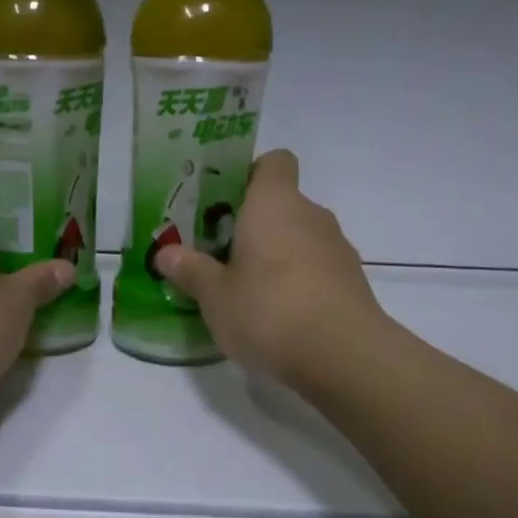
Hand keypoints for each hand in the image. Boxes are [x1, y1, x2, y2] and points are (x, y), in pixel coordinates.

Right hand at [155, 150, 387, 386]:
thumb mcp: (215, 296)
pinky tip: (279, 316)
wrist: (343, 356)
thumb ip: (191, 270)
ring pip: (300, 238)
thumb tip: (165, 253)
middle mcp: (311, 215)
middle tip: (220, 256)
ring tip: (247, 292)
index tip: (225, 204)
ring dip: (276, 256)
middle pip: (282, 204)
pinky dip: (298, 282)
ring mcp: (337, 248)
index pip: (273, 162)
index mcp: (274, 204)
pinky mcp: (352, 282)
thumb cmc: (268, 310)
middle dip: (253, 226)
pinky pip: (316, 269)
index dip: (250, 175)